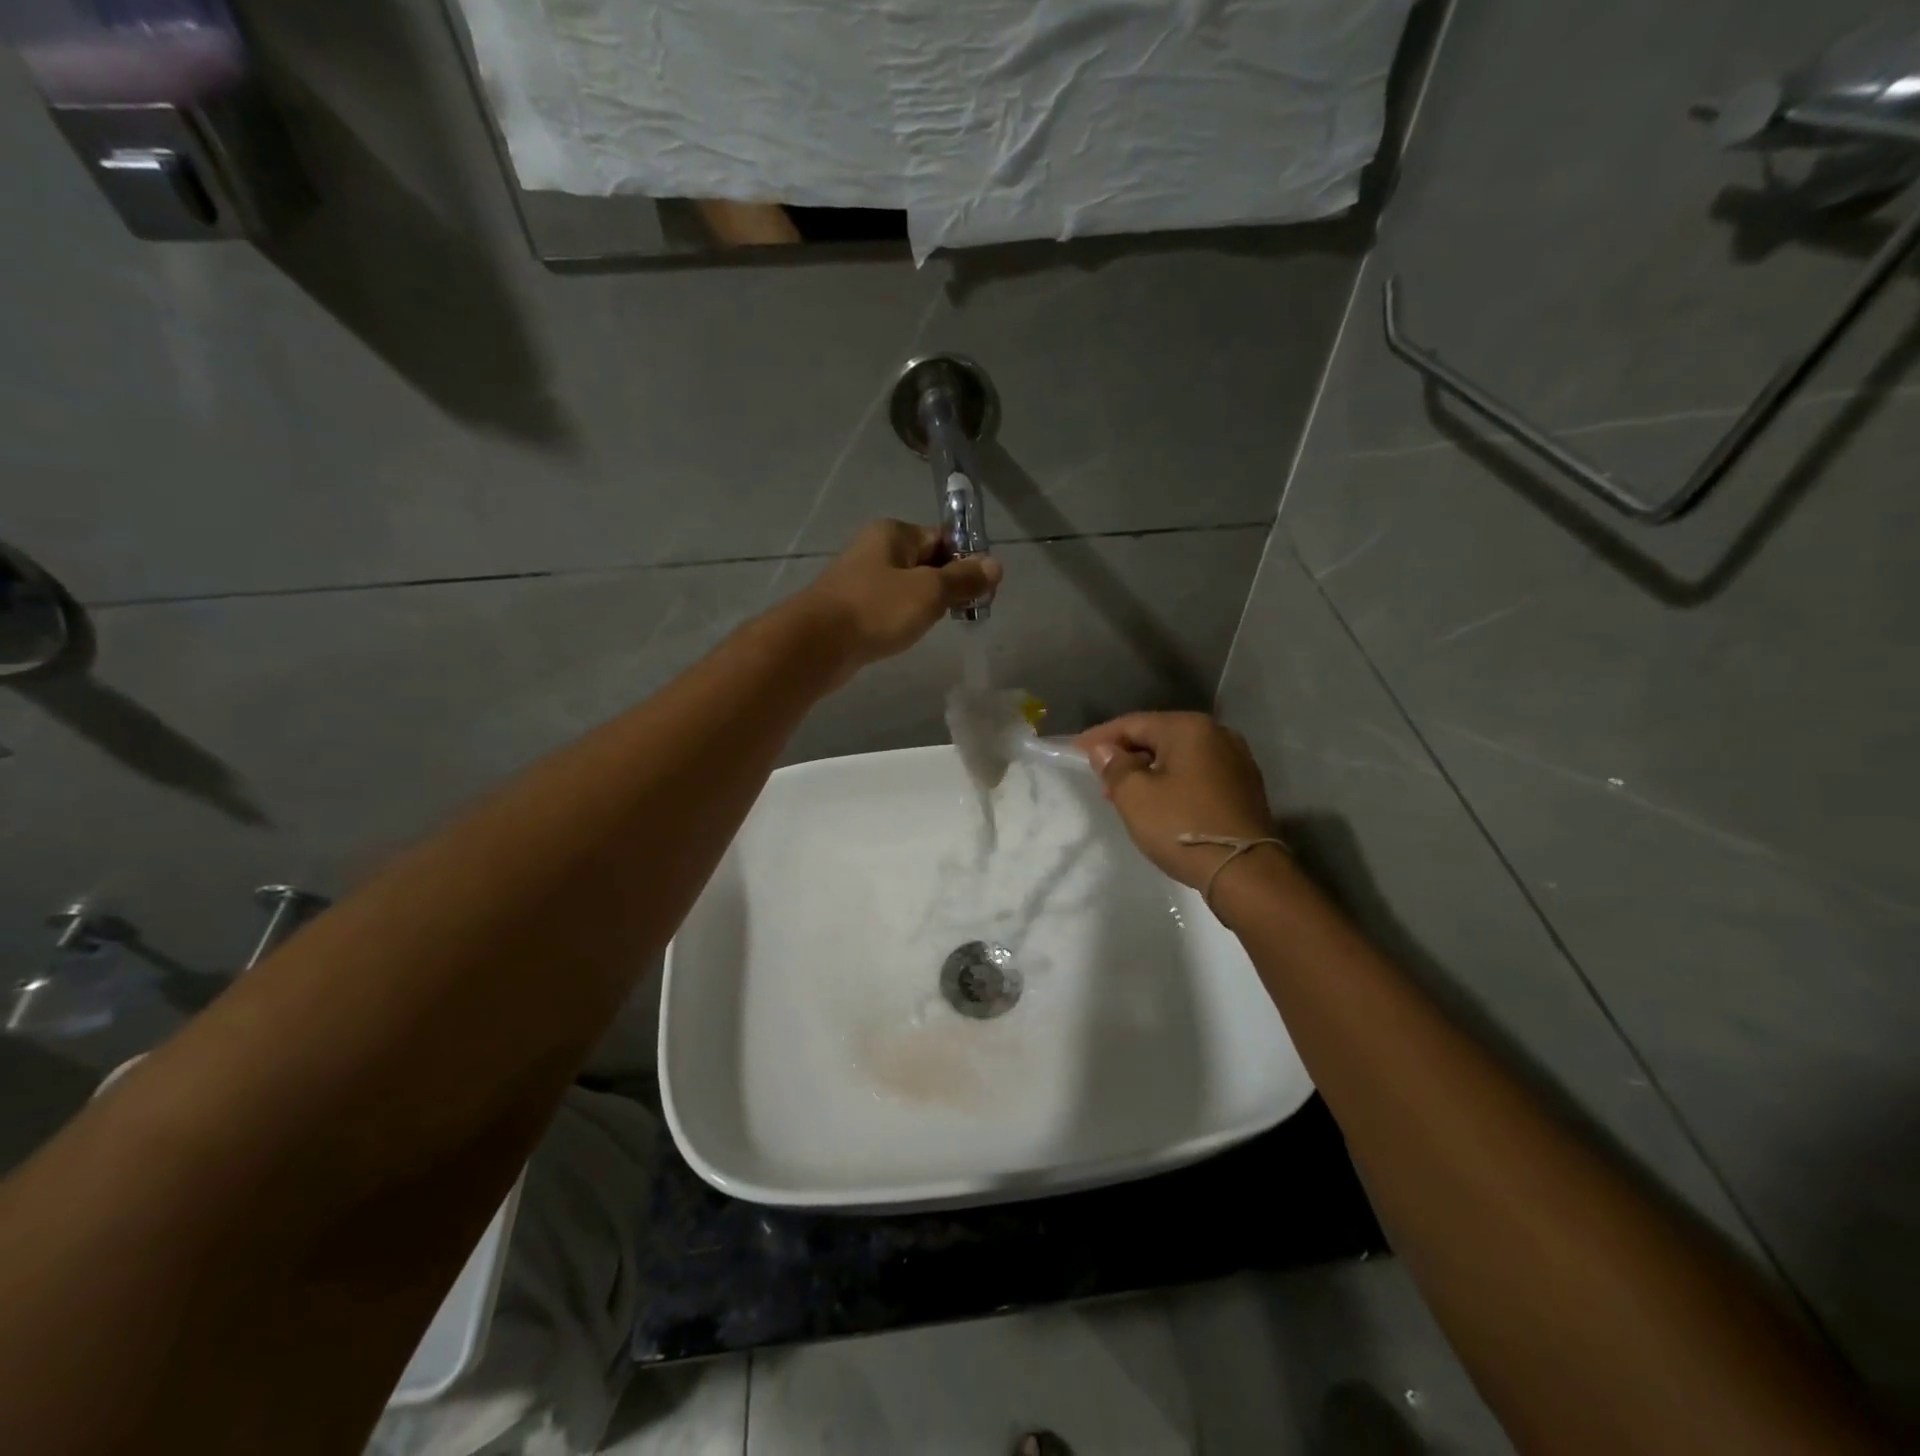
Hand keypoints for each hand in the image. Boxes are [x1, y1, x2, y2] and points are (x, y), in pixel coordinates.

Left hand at [798, 520, 1000, 678]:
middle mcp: (876, 549)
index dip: (967, 561)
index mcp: (894, 533)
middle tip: (965, 611)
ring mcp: (861, 579)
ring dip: (926, 603)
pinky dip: (903, 617)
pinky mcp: (852, 607)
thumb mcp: (929, 592)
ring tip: (937, 624)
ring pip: (907, 586)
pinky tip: (907, 633)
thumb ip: (963, 579)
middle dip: (947, 585)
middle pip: (926, 562)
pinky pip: (889, 606)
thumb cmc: (877, 609)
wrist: (817, 644)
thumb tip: (995, 565)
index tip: (983, 590)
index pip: (943, 538)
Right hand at [1075, 712, 1276, 890]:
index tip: (1075, 751)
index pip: (1134, 723)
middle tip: (1099, 778)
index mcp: (1190, 728)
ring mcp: (1236, 761)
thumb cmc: (1182, 826)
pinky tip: (1157, 803)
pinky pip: (1197, 775)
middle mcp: (1218, 734)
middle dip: (1125, 756)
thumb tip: (1105, 750)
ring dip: (1148, 772)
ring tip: (1123, 795)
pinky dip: (1172, 783)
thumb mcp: (1135, 796)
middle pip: (1158, 737)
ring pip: (1178, 758)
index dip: (1101, 737)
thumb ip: (1115, 766)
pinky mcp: (1243, 787)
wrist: (1245, 871)